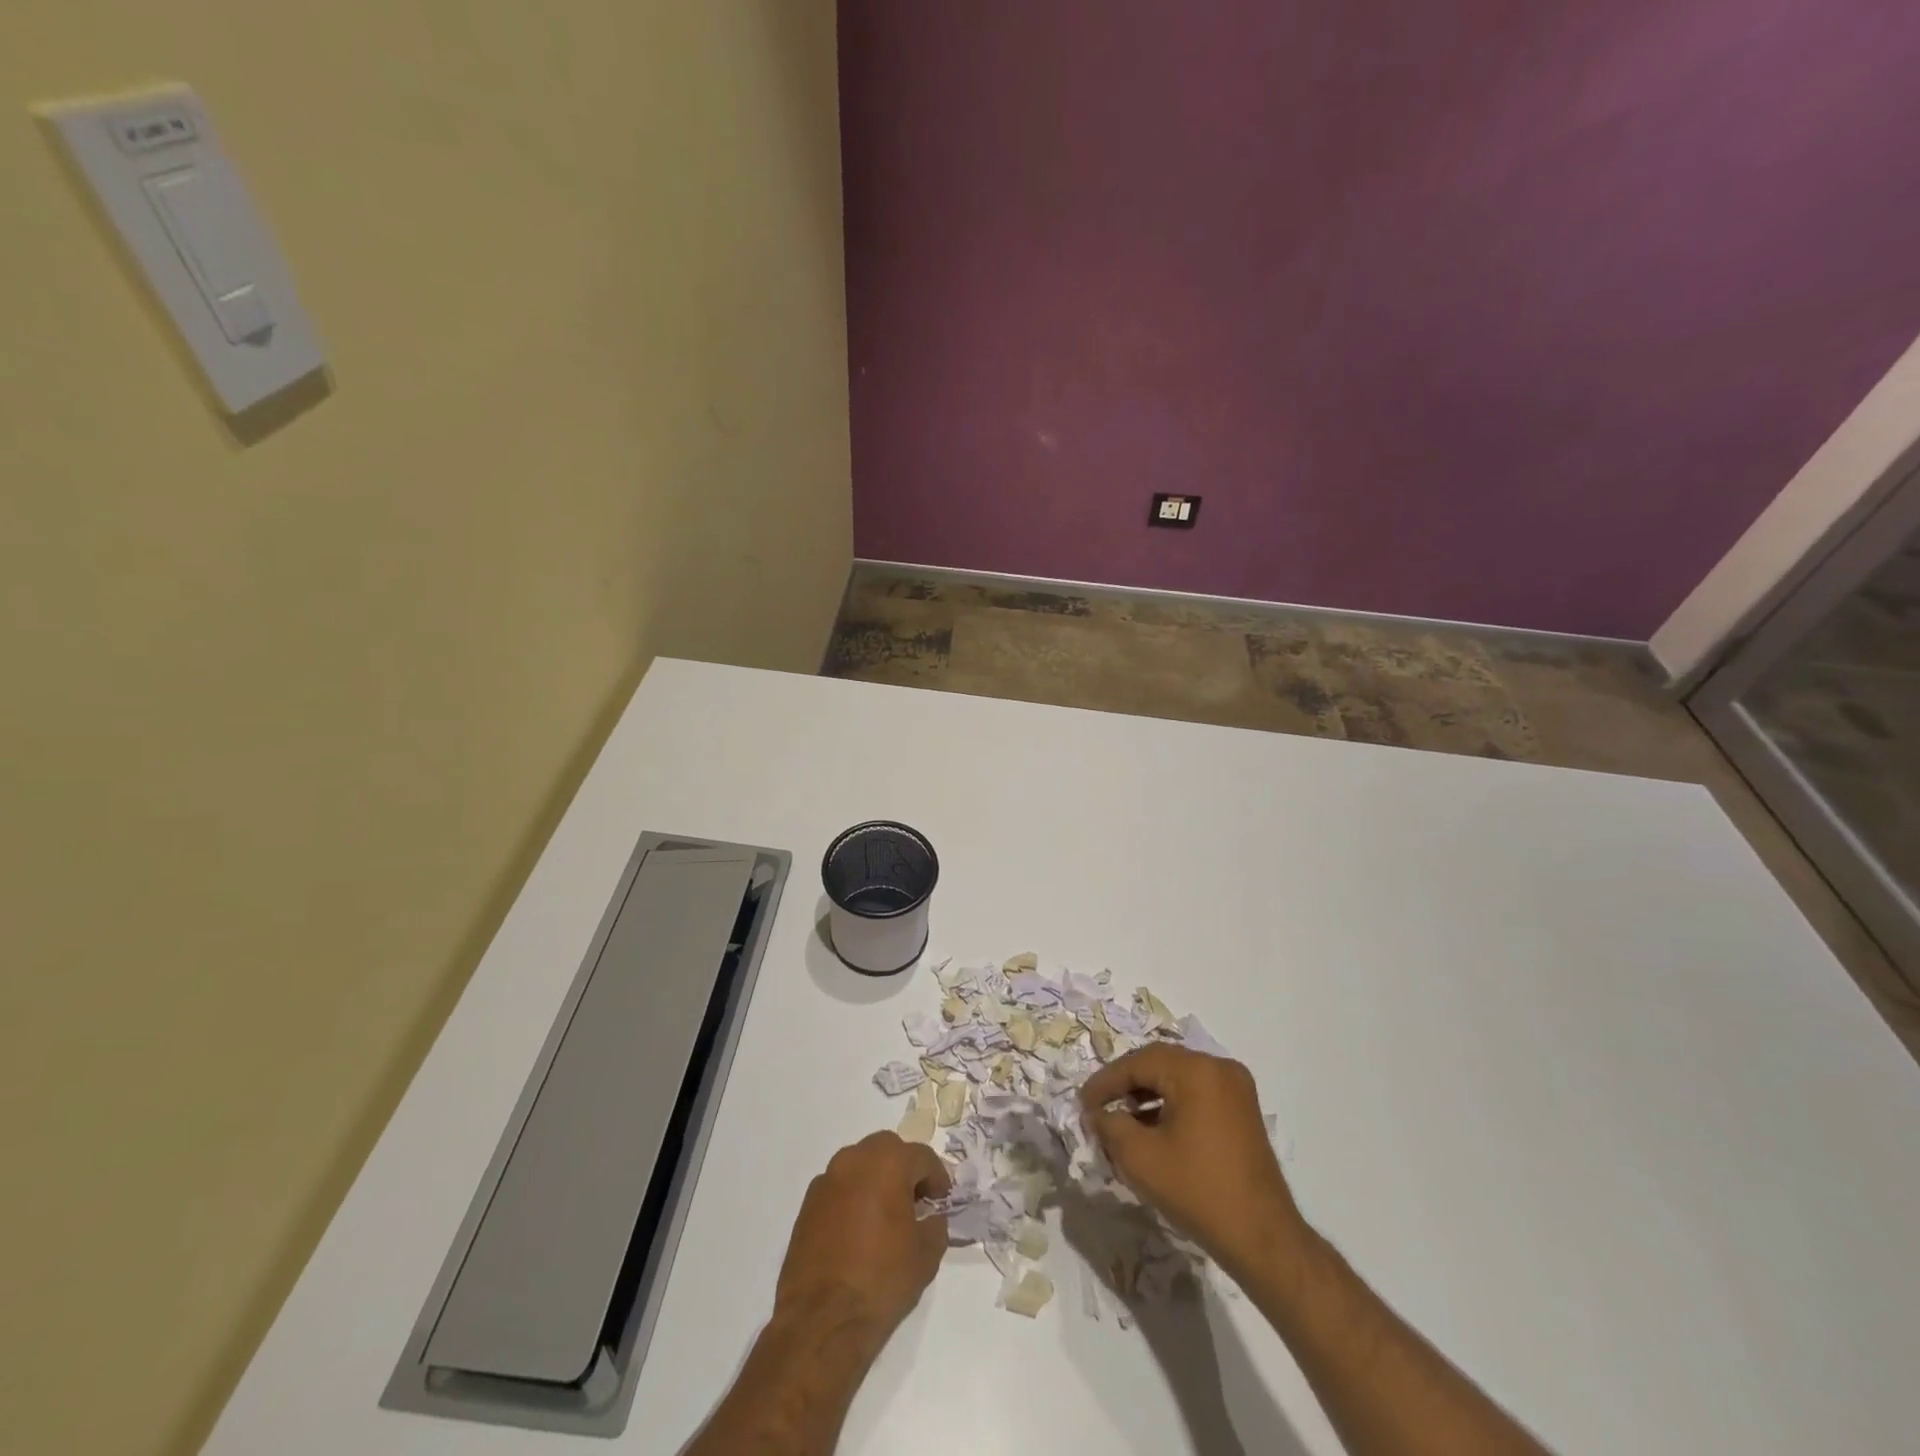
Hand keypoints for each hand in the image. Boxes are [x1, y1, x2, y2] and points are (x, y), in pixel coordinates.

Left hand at [773, 1131, 950, 1347]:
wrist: (822, 1321)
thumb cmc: (881, 1280)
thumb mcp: (926, 1255)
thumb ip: (936, 1225)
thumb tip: (931, 1216)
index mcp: (887, 1163)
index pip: (922, 1156)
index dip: (937, 1178)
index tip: (942, 1201)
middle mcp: (854, 1160)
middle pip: (887, 1150)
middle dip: (905, 1169)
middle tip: (915, 1202)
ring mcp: (827, 1180)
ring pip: (860, 1164)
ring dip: (876, 1179)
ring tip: (886, 1215)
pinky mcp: (807, 1204)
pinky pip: (839, 1187)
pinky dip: (853, 1197)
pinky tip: (858, 1231)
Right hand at [1081, 1045, 1305, 1277]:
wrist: (1262, 1238)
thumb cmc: (1198, 1191)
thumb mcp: (1140, 1158)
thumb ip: (1110, 1125)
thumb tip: (1097, 1113)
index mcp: (1196, 1070)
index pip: (1138, 1062)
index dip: (1106, 1081)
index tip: (1083, 1103)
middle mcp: (1219, 1067)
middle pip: (1159, 1064)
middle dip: (1126, 1085)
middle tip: (1100, 1108)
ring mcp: (1236, 1088)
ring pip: (1178, 1078)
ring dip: (1148, 1095)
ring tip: (1122, 1121)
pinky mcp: (1243, 1110)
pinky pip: (1197, 1093)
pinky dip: (1172, 1105)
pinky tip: (1153, 1130)